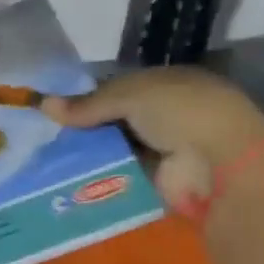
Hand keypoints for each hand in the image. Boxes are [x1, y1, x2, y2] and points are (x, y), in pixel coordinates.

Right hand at [44, 68, 263, 214]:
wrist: (219, 163)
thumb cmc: (180, 111)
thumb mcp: (130, 95)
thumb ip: (89, 103)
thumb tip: (44, 105)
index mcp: (171, 82)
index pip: (123, 87)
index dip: (92, 96)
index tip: (59, 107)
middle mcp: (171, 113)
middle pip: (119, 118)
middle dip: (89, 126)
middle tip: (49, 134)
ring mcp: (169, 148)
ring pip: (120, 147)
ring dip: (94, 152)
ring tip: (52, 156)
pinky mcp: (162, 180)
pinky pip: (125, 174)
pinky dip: (104, 175)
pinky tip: (72, 177)